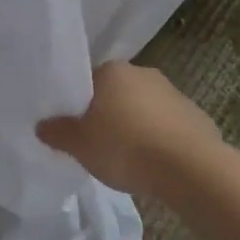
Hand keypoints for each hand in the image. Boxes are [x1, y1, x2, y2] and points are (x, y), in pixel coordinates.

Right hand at [36, 62, 220, 196]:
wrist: (191, 169)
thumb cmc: (125, 148)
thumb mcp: (79, 145)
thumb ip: (57, 132)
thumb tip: (42, 125)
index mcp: (112, 71)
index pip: (86, 80)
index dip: (77, 104)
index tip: (73, 126)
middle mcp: (143, 73)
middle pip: (115, 93)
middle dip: (106, 113)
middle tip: (95, 142)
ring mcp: (173, 93)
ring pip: (142, 108)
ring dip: (134, 125)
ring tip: (125, 157)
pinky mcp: (196, 116)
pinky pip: (166, 125)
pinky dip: (158, 139)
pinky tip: (153, 163)